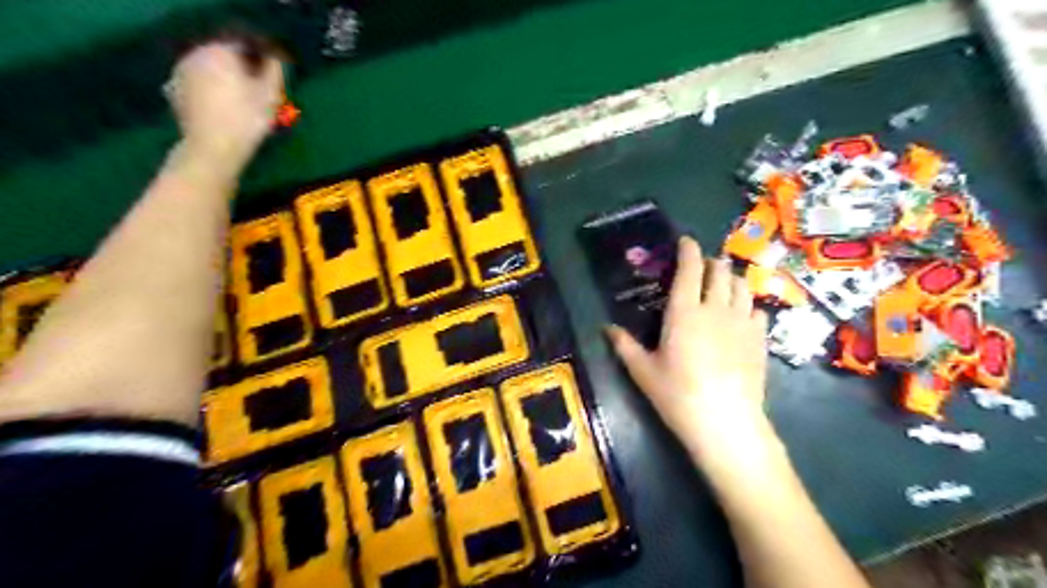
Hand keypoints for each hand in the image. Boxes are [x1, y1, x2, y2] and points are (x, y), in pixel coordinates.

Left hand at [167, 42, 284, 174]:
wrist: (213, 149)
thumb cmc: (248, 121)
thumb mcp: (271, 96)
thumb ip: (274, 71)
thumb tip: (275, 58)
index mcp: (220, 51)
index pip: (245, 47)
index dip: (262, 60)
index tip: (274, 76)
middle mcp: (195, 55)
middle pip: (225, 57)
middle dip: (242, 71)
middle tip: (261, 91)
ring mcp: (180, 73)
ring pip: (210, 71)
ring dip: (226, 81)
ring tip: (243, 102)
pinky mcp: (174, 93)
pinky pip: (198, 86)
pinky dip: (210, 93)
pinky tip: (223, 109)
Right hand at [605, 235, 776, 465]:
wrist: (725, 422)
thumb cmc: (678, 395)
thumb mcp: (643, 371)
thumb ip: (624, 345)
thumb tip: (606, 328)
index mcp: (684, 311)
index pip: (690, 268)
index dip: (688, 250)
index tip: (685, 242)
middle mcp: (716, 308)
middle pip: (721, 270)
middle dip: (711, 262)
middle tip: (702, 267)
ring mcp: (742, 322)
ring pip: (742, 285)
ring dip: (731, 278)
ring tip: (722, 285)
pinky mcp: (759, 338)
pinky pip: (756, 308)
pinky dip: (746, 303)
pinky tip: (740, 315)